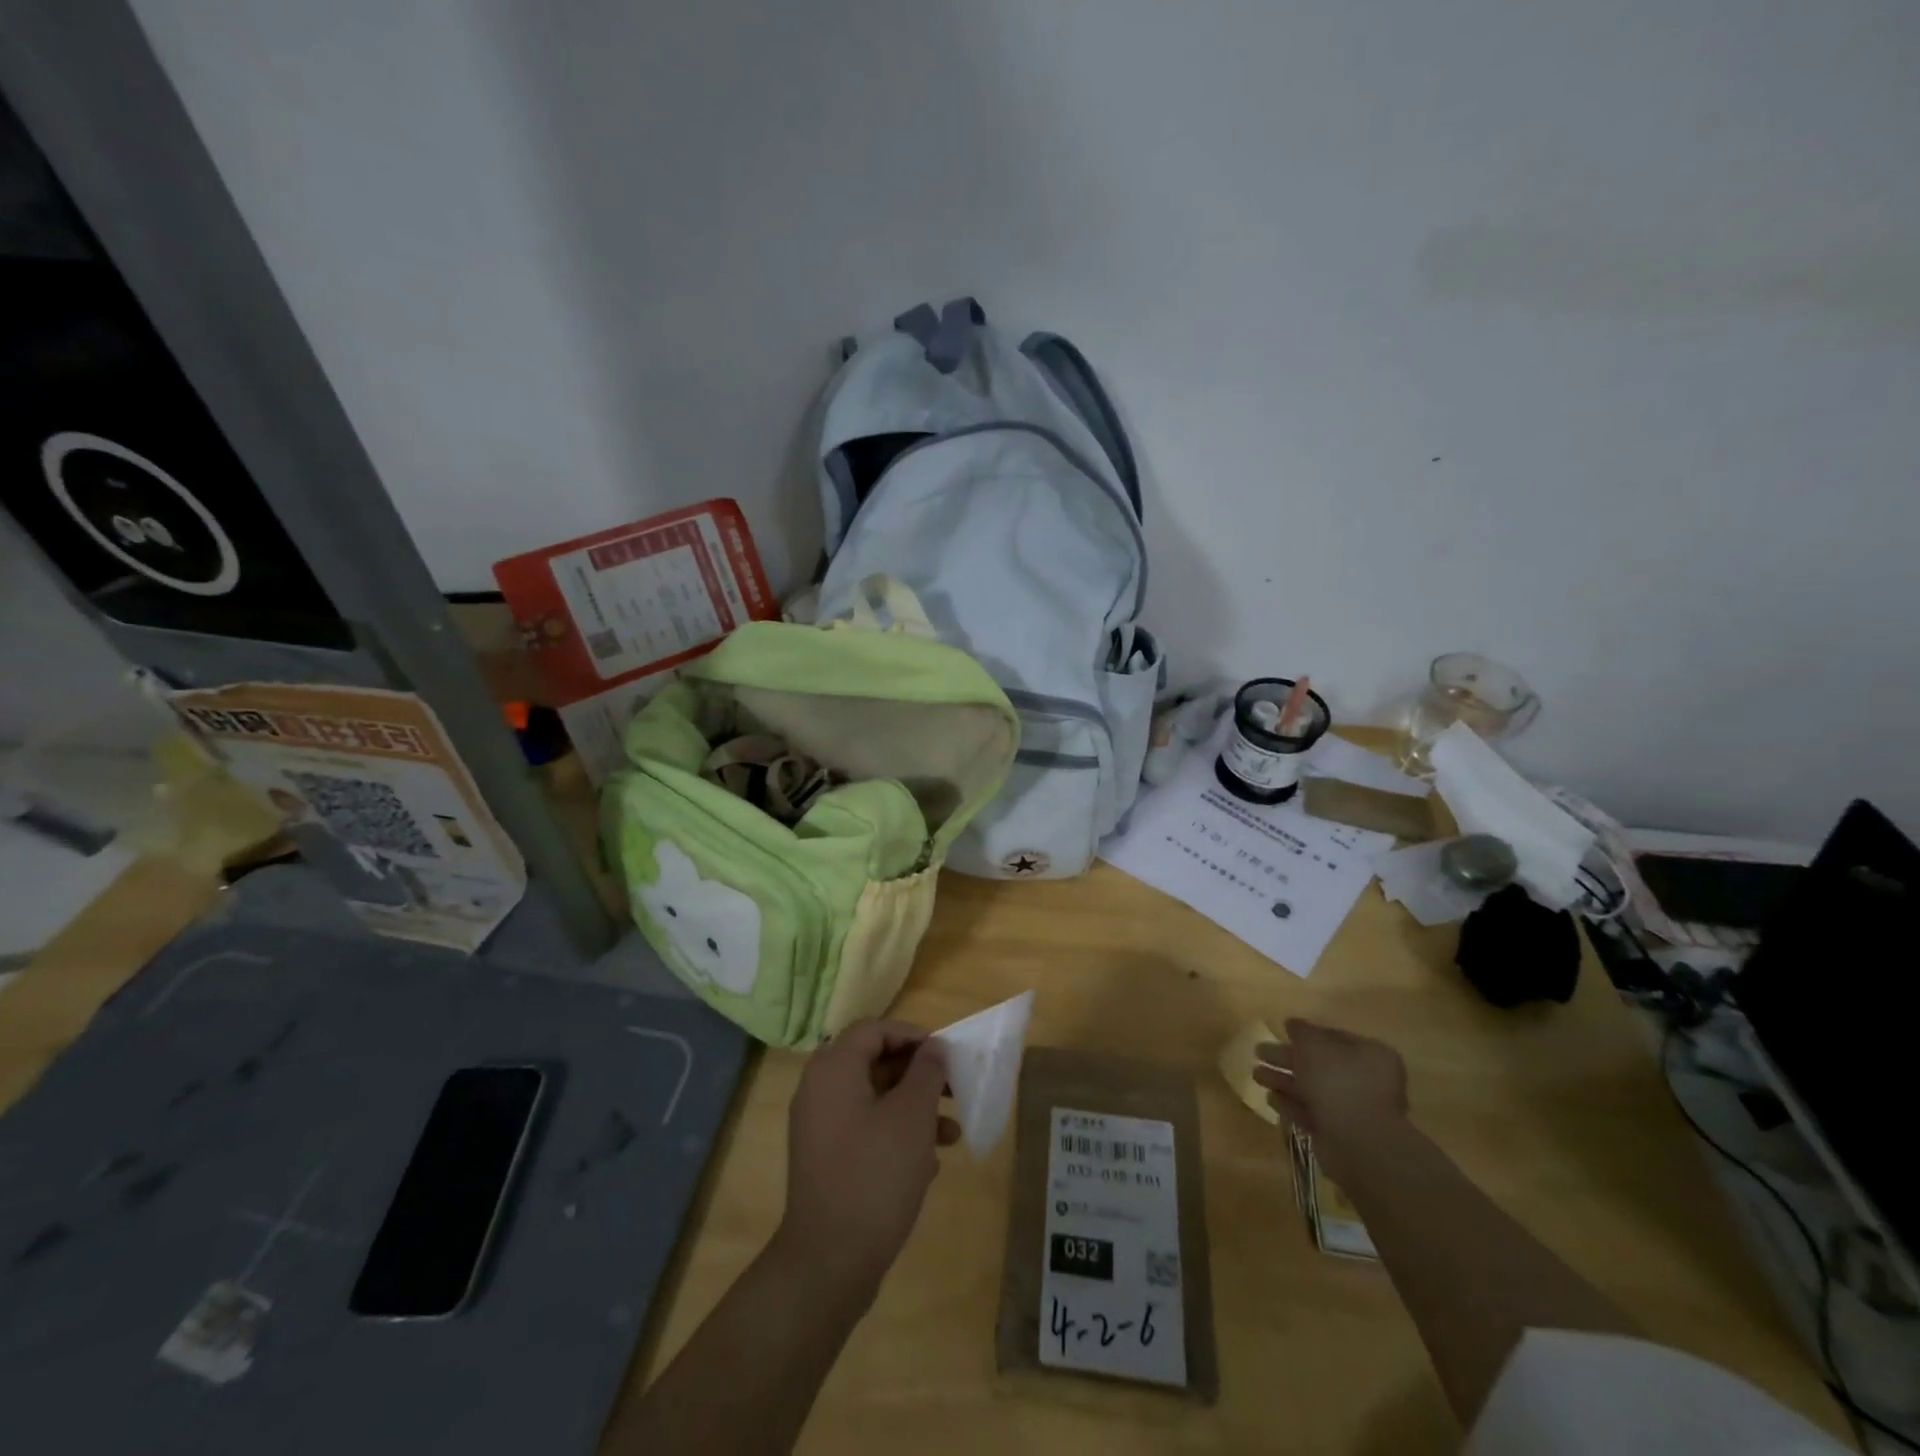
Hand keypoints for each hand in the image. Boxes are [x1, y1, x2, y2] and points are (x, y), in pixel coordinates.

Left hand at [774, 1020, 959, 1305]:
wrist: (829, 1261)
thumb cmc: (875, 1174)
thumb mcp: (912, 1116)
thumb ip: (926, 1072)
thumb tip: (933, 1047)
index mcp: (833, 1068)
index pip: (874, 1030)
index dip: (912, 1035)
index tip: (944, 1054)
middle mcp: (819, 1089)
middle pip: (874, 1062)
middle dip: (918, 1074)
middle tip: (952, 1088)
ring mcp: (819, 1127)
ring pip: (874, 1099)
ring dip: (914, 1108)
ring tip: (952, 1133)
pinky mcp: (826, 1159)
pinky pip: (865, 1129)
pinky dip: (896, 1134)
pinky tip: (928, 1164)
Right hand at [1253, 1019, 1408, 1180]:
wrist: (1357, 1142)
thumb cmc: (1338, 1082)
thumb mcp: (1313, 1045)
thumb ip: (1301, 1031)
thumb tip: (1292, 1023)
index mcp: (1370, 1055)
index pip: (1335, 1037)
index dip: (1307, 1033)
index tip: (1282, 1031)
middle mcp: (1366, 1081)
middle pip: (1319, 1064)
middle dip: (1287, 1058)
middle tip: (1258, 1052)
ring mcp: (1353, 1110)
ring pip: (1312, 1089)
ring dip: (1283, 1081)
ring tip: (1255, 1075)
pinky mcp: (1338, 1134)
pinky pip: (1310, 1113)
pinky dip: (1290, 1105)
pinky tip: (1270, 1098)